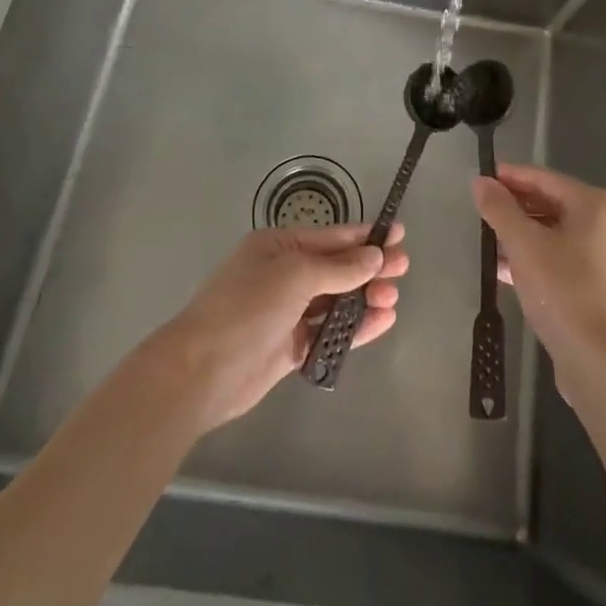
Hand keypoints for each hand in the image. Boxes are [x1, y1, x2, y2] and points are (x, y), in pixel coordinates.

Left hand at [152, 222, 407, 432]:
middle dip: (370, 267)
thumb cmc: (247, 307)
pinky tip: (381, 322)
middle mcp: (283, 274)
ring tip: (393, 298)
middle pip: (336, 268)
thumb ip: (339, 267)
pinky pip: (329, 332)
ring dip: (364, 297)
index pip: (330, 236)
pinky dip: (354, 327)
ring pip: (335, 300)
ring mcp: (287, 313)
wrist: (202, 372)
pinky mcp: (290, 347)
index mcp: (278, 246)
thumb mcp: (295, 275)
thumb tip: (375, 256)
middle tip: (404, 268)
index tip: (399, 234)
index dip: (365, 236)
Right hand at [472, 163, 605, 373]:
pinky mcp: (602, 286)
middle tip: (481, 209)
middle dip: (516, 207)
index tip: (481, 178)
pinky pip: (562, 257)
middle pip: (552, 203)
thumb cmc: (563, 291)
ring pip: (556, 233)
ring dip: (523, 233)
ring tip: (488, 238)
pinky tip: (505, 268)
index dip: (511, 176)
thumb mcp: (523, 245)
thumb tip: (480, 181)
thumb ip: (499, 209)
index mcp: (597, 206)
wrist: (600, 363)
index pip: (545, 178)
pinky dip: (536, 257)